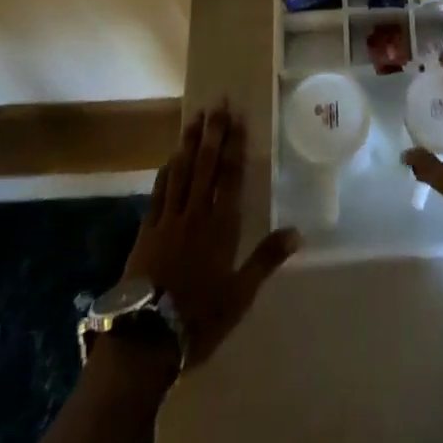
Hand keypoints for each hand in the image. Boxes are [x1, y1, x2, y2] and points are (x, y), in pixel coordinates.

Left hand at [119, 101, 300, 368]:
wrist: (144, 340)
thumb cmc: (198, 319)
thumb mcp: (240, 296)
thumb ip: (266, 259)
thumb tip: (299, 232)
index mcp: (221, 227)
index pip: (230, 176)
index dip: (235, 145)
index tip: (238, 117)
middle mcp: (196, 214)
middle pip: (206, 165)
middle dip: (213, 132)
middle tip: (218, 102)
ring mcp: (168, 219)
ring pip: (181, 171)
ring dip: (189, 142)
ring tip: (195, 117)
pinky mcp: (146, 230)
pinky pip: (158, 192)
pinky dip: (166, 171)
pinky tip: (169, 157)